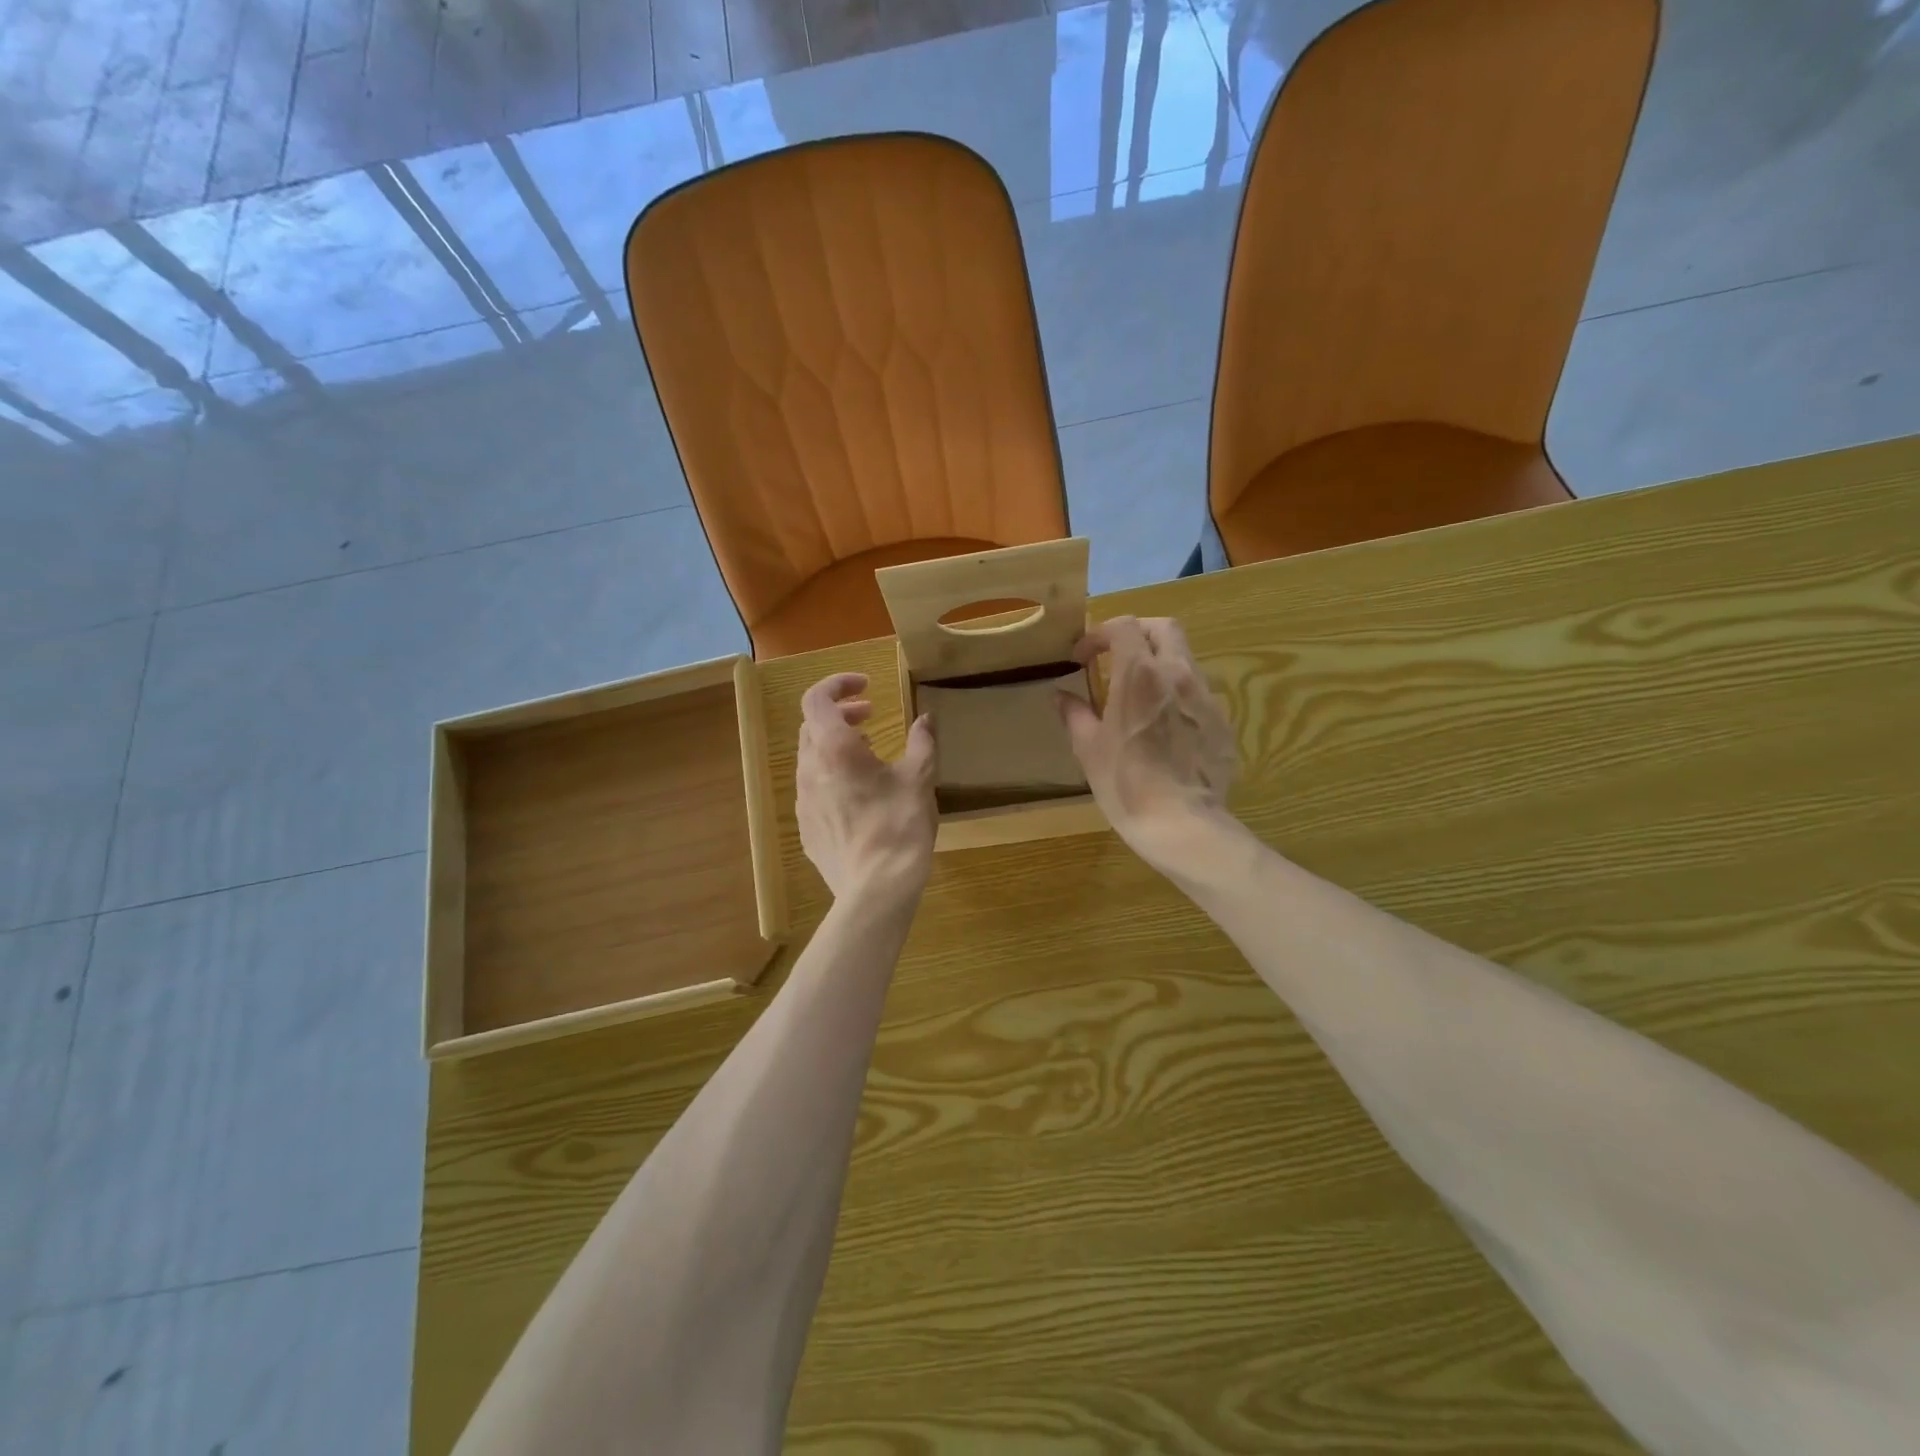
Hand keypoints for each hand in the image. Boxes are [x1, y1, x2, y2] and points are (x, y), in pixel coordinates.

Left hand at [797, 672, 937, 903]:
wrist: (875, 889)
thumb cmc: (899, 826)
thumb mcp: (918, 780)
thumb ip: (922, 743)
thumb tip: (925, 719)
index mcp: (834, 749)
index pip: (816, 699)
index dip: (838, 684)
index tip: (867, 687)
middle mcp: (810, 770)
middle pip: (812, 726)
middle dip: (840, 713)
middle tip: (871, 716)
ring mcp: (803, 801)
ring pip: (811, 758)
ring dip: (835, 745)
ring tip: (868, 753)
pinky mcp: (806, 828)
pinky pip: (813, 788)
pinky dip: (832, 775)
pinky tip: (859, 794)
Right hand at [1057, 616, 1237, 875]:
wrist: (1182, 824)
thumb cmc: (1125, 783)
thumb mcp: (1089, 749)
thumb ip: (1075, 714)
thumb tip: (1062, 696)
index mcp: (1141, 674)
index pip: (1123, 626)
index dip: (1099, 635)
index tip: (1083, 658)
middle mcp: (1178, 674)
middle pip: (1164, 628)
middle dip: (1136, 633)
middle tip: (1115, 656)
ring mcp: (1206, 697)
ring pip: (1184, 658)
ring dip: (1159, 662)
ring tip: (1139, 693)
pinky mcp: (1222, 722)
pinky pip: (1198, 693)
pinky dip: (1177, 693)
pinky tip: (1165, 725)